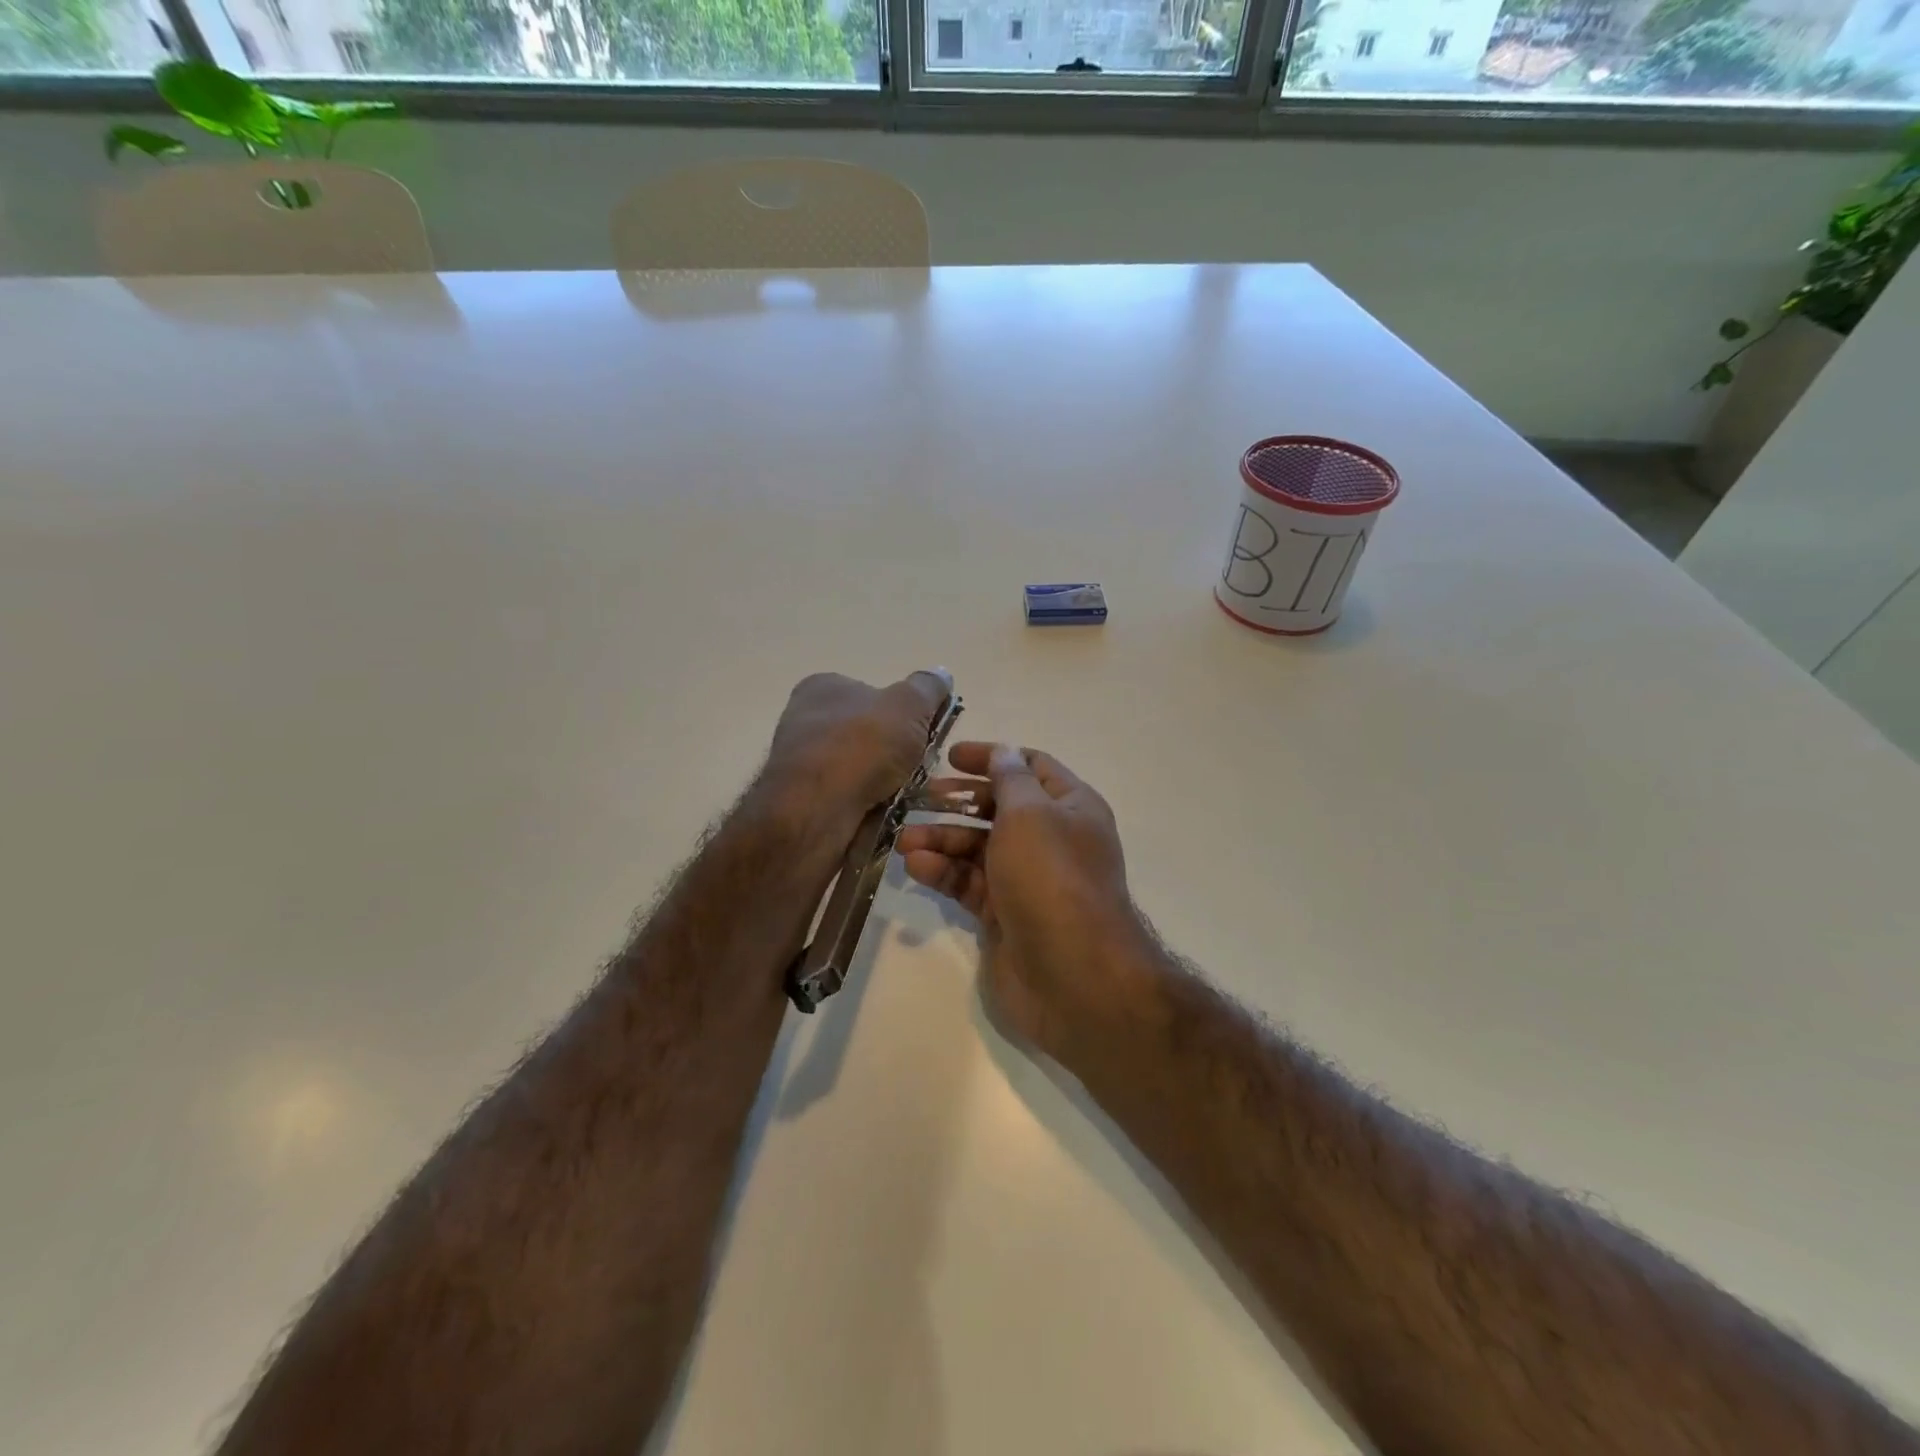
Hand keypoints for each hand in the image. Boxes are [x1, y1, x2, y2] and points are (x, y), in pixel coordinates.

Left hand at [764, 669, 952, 832]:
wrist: (817, 811)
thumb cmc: (861, 746)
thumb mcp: (908, 705)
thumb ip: (927, 688)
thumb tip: (940, 674)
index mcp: (823, 687)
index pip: (871, 692)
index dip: (902, 712)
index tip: (924, 731)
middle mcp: (806, 720)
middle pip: (868, 733)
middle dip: (897, 751)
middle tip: (922, 766)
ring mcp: (802, 763)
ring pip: (861, 769)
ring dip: (888, 781)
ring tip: (909, 794)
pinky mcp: (805, 801)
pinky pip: (851, 798)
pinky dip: (872, 804)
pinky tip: (886, 813)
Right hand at [897, 743, 1148, 1057]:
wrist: (1073, 975)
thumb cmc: (1052, 877)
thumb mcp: (1030, 814)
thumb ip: (1010, 779)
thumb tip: (1004, 752)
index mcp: (1071, 807)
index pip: (1031, 767)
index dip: (993, 757)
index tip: (951, 757)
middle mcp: (1052, 839)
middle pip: (1000, 807)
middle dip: (960, 801)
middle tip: (921, 797)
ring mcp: (1028, 879)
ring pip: (979, 848)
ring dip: (942, 839)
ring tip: (905, 841)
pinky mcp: (1005, 914)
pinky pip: (970, 883)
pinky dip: (945, 872)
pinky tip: (916, 866)